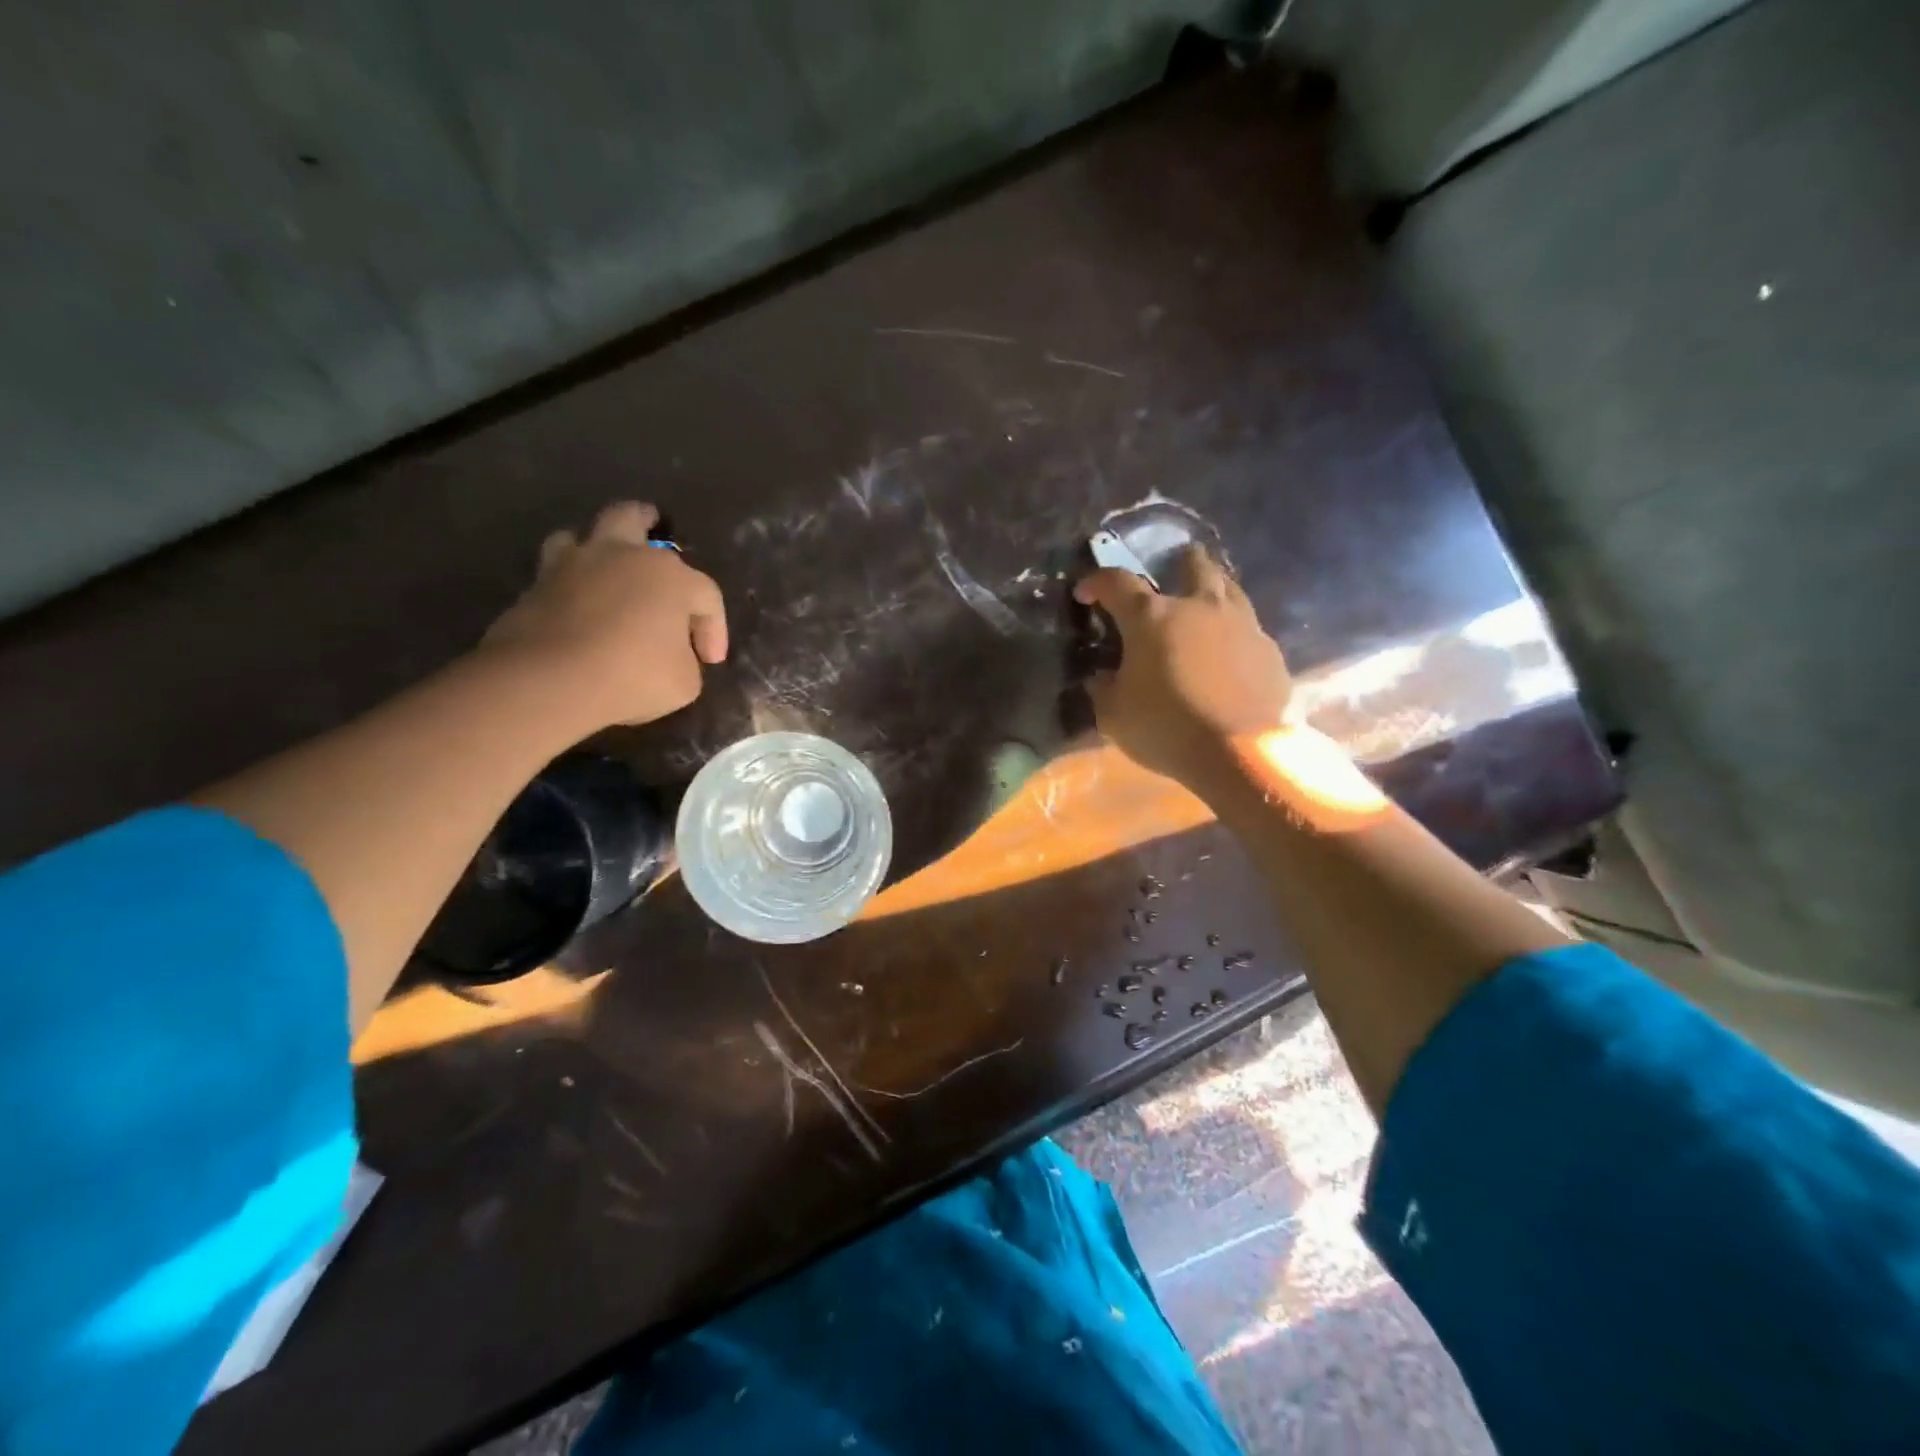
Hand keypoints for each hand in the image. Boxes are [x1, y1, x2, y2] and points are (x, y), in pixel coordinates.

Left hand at [481, 501, 727, 731]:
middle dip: (647, 523)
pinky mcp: (534, 588)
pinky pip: (555, 575)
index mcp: (670, 576)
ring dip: (596, 547)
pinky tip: (574, 607)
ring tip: (603, 567)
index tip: (710, 661)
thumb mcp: (684, 682)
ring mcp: (571, 567)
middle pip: (633, 519)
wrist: (549, 682)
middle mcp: (622, 557)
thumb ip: (684, 660)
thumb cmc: (634, 676)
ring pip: (582, 536)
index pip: (706, 595)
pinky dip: (568, 585)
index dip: (714, 628)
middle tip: (654, 528)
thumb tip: (671, 655)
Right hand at [1073, 545, 1290, 788]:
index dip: (1096, 582)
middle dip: (1175, 564)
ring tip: (1201, 610)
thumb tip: (1101, 677)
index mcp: (1152, 617)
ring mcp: (1242, 624)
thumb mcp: (1114, 716)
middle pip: (1191, 563)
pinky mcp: (1270, 650)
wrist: (1241, 754)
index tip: (1085, 593)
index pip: (1116, 582)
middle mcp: (1199, 607)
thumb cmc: (1166, 729)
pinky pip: (1249, 629)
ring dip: (1211, 591)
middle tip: (1166, 579)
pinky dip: (1234, 635)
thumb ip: (1103, 689)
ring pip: (1229, 587)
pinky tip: (1229, 656)